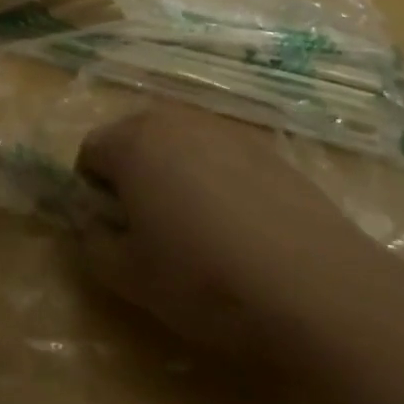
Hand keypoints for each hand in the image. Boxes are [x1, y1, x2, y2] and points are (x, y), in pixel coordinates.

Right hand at [74, 106, 369, 358]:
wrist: (313, 283)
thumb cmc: (204, 278)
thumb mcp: (131, 278)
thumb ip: (93, 245)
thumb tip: (90, 226)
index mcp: (134, 143)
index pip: (90, 150)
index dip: (91, 190)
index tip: (112, 229)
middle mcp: (176, 120)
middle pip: (135, 137)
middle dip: (132, 175)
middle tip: (149, 229)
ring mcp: (225, 129)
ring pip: (181, 143)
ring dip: (174, 173)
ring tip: (198, 228)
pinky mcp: (267, 147)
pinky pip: (221, 154)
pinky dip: (216, 178)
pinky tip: (240, 226)